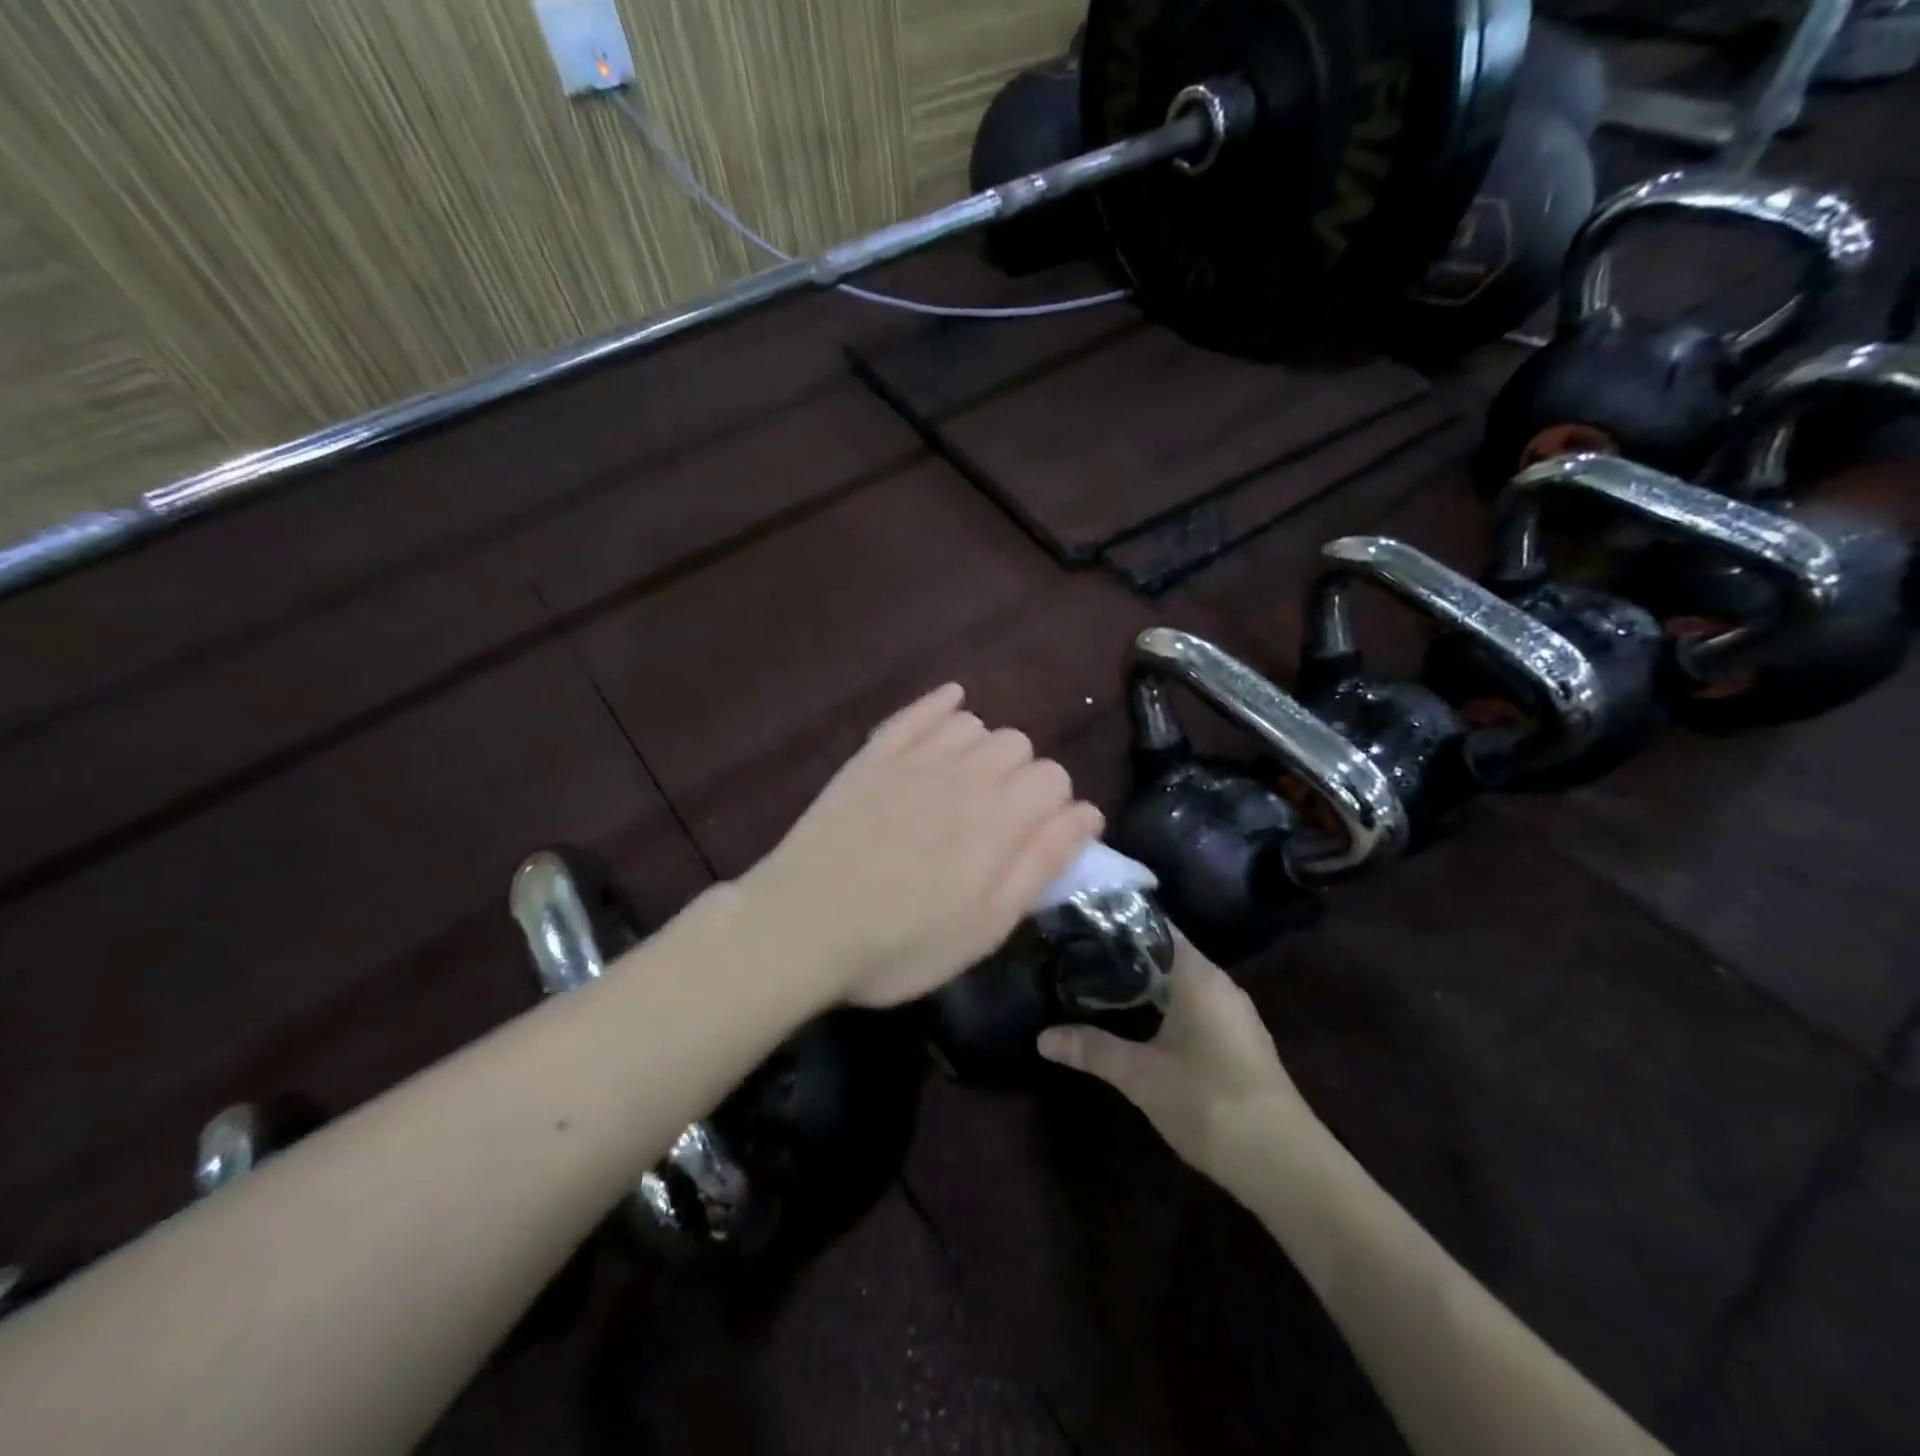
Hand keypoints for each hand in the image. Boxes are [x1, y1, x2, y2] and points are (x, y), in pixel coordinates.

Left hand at [743, 684, 1103, 1007]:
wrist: (802, 926)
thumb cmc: (900, 944)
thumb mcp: (986, 926)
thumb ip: (1042, 864)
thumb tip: (1088, 814)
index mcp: (999, 820)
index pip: (1055, 779)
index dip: (1055, 808)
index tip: (1036, 839)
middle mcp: (964, 775)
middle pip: (1019, 745)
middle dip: (1022, 778)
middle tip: (997, 823)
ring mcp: (914, 759)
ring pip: (974, 724)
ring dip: (983, 750)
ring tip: (966, 786)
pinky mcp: (873, 755)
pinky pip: (918, 711)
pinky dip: (941, 705)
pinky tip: (951, 706)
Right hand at [1038, 940, 1314, 1197]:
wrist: (1285, 1165)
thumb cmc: (1209, 1102)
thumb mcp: (1141, 1076)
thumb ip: (1092, 1050)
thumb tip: (1042, 1037)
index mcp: (1198, 976)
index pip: (1155, 928)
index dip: (1118, 922)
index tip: (1081, 924)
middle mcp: (1220, 984)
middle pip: (1167, 954)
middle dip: (1125, 956)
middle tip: (1078, 956)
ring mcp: (1235, 1015)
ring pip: (1182, 983)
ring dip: (1146, 984)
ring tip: (1099, 986)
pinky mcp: (1240, 1042)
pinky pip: (1196, 1007)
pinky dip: (1166, 1007)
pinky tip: (1140, 1024)